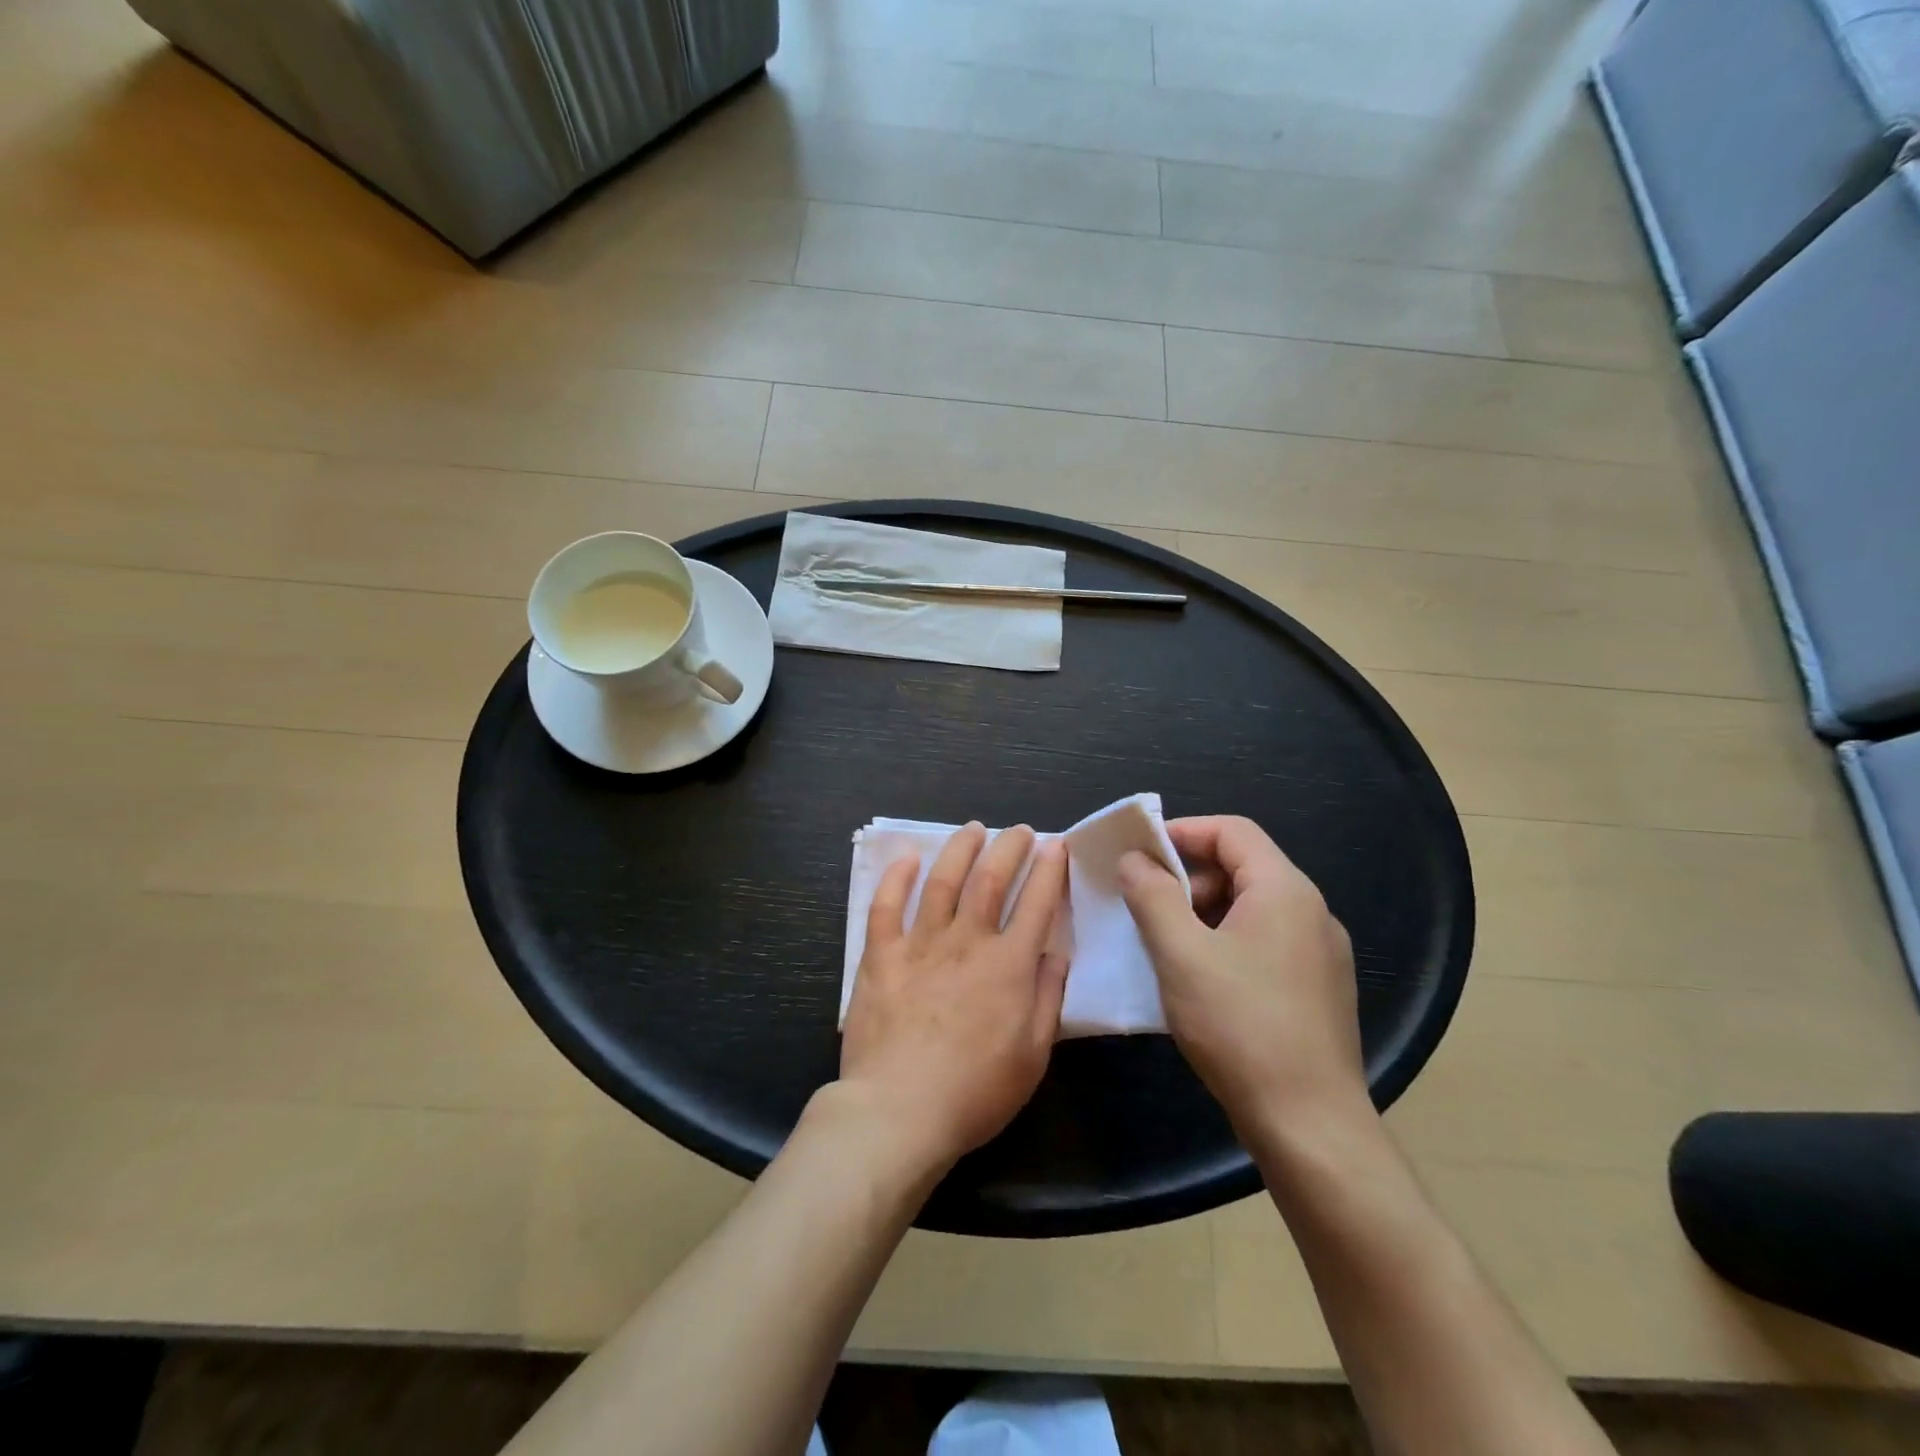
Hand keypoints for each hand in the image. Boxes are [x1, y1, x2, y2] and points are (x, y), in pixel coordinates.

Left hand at [838, 823, 1069, 1173]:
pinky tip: (907, 858)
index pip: (1037, 903)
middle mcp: (967, 942)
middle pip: (991, 879)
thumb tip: (1055, 953)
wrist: (899, 1111)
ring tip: (973, 829)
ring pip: (942, 881)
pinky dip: (896, 877)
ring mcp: (920, 944)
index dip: (1050, 870)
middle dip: (1009, 847)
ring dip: (960, 849)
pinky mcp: (881, 956)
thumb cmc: (975, 1092)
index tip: (1056, 846)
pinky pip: (886, 906)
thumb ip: (1046, 998)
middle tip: (1020, 830)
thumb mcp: (1033, 1055)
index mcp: (1008, 965)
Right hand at [1118, 816, 1367, 1133]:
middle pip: (1242, 867)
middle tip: (1146, 907)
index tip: (1139, 853)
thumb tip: (1135, 860)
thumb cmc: (1240, 1026)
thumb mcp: (1181, 954)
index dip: (1182, 832)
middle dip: (1188, 878)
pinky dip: (1225, 942)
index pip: (1232, 830)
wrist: (1310, 1125)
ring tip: (1166, 945)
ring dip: (1203, 913)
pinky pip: (1264, 942)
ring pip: (1251, 908)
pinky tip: (1199, 979)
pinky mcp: (1318, 988)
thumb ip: (1152, 896)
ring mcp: (1321, 953)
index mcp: (1285, 890)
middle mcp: (1312, 912)